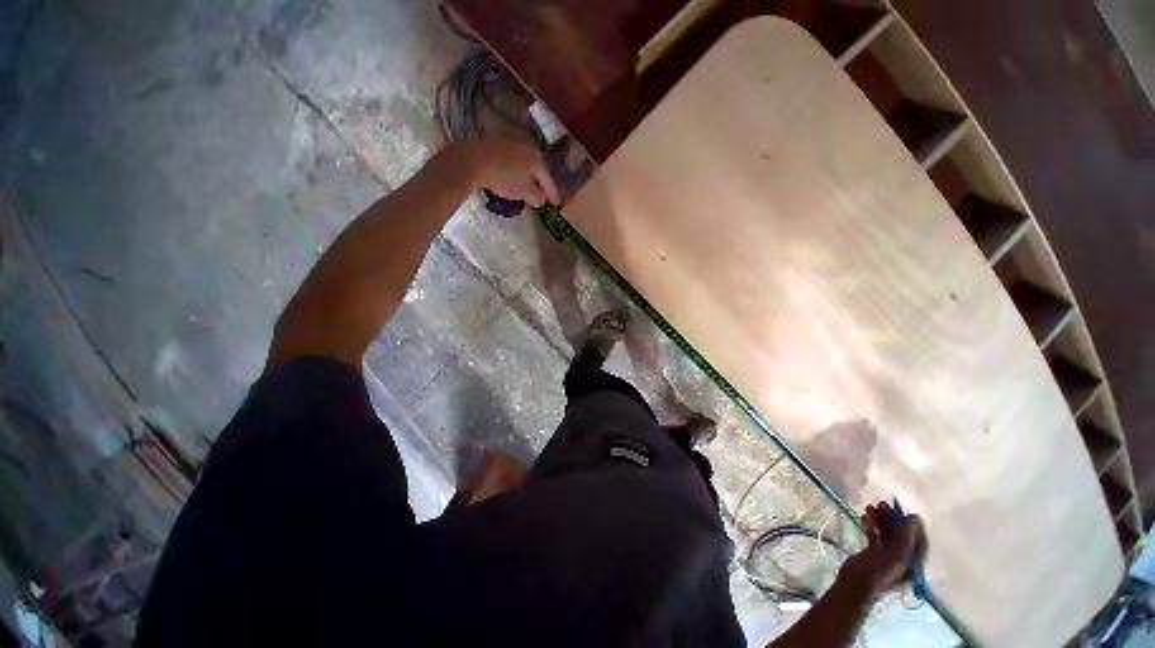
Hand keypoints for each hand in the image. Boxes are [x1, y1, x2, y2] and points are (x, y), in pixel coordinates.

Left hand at [445, 139, 559, 206]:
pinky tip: (511, 177)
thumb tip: (541, 199)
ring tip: (526, 187)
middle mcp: (527, 147)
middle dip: (541, 182)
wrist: (472, 161)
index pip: (549, 180)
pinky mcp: (496, 144)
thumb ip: (538, 197)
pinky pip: (512, 161)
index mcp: (537, 159)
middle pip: (538, 169)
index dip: (553, 193)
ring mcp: (510, 143)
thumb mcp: (525, 193)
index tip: (557, 204)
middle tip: (543, 195)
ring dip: (527, 176)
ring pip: (524, 164)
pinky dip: (515, 171)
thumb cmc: (504, 179)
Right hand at [840, 501, 926, 599]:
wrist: (852, 586)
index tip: (902, 510)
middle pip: (902, 535)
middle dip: (893, 519)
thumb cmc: (876, 574)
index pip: (919, 541)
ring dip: (880, 520)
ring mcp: (888, 556)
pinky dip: (871, 525)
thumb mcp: (894, 557)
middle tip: (880, 504)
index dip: (913, 525)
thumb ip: (905, 538)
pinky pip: (875, 535)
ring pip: (887, 533)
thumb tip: (914, 517)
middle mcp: (904, 559)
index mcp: (914, 564)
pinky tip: (863, 518)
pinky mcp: (873, 553)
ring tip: (869, 507)